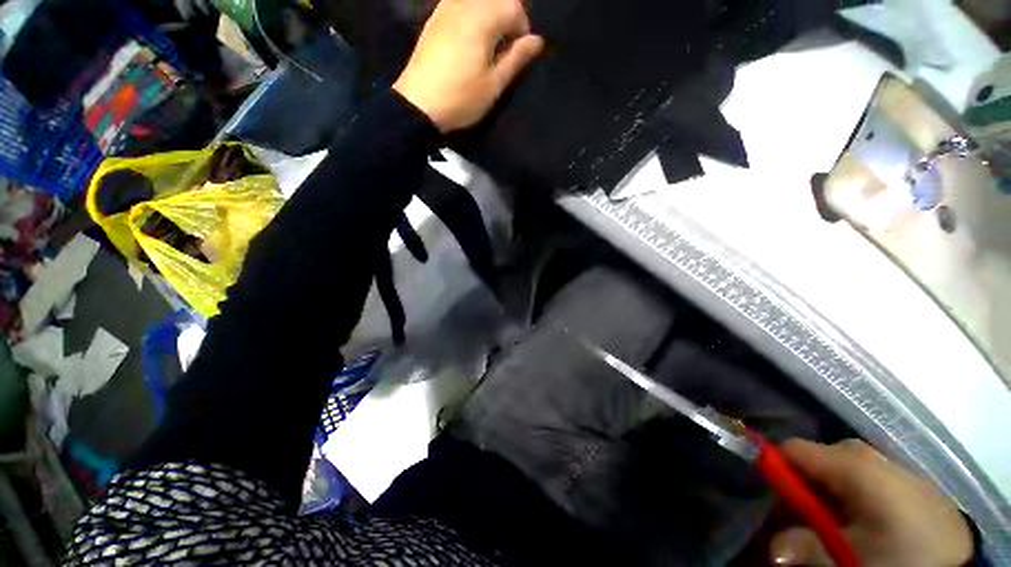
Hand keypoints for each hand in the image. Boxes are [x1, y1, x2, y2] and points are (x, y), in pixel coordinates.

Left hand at [393, 0, 544, 131]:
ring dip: (490, 14)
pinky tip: (469, 36)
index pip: (514, 7)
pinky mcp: (434, 18)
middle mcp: (465, 5)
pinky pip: (459, 3)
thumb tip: (537, 41)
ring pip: (478, 0)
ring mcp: (446, 8)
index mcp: (483, 19)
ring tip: (488, 43)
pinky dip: (471, 13)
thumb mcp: (494, 85)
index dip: (522, 29)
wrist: (419, 104)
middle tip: (504, 47)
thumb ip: (516, 59)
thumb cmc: (461, 98)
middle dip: (507, 17)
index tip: (518, 53)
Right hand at [770, 440, 972, 566]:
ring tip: (839, 526)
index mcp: (853, 464)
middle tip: (808, 523)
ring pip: (841, 467)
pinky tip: (866, 523)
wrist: (958, 566)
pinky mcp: (906, 477)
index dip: (776, 470)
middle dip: (805, 487)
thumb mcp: (849, 559)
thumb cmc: (899, 559)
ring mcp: (891, 462)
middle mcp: (869, 452)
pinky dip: (853, 495)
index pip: (792, 449)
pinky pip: (865, 476)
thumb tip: (772, 547)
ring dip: (829, 494)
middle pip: (817, 459)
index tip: (774, 500)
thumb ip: (805, 546)